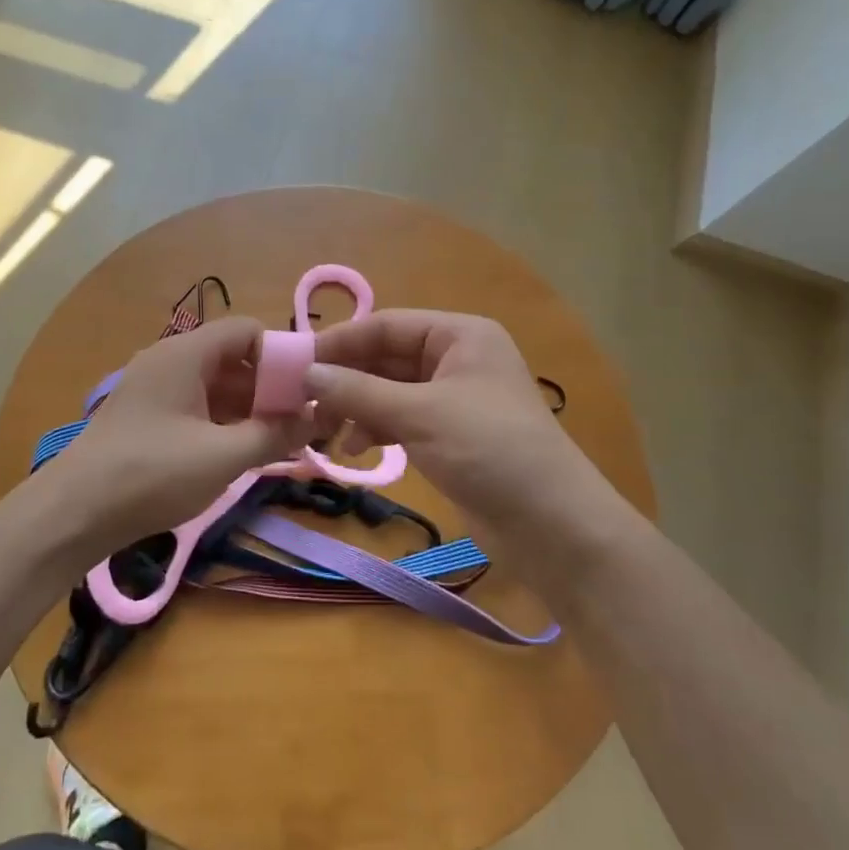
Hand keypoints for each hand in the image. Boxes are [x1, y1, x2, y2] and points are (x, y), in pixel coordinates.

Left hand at [32, 317, 313, 560]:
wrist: (73, 514)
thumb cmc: (152, 474)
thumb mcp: (223, 456)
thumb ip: (275, 434)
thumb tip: (319, 418)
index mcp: (186, 354)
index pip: (247, 330)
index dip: (282, 354)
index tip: (310, 389)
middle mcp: (169, 361)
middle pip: (233, 358)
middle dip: (270, 387)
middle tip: (304, 422)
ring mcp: (155, 390)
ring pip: (216, 386)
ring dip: (250, 409)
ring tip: (282, 442)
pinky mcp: (147, 418)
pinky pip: (197, 407)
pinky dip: (224, 423)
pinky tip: (244, 452)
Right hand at [305, 310, 633, 548]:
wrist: (552, 525)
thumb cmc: (489, 450)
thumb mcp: (419, 414)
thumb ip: (359, 392)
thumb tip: (306, 373)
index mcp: (459, 335)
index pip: (386, 325)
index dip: (340, 342)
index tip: (296, 364)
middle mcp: (456, 358)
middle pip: (386, 357)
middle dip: (346, 379)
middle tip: (302, 402)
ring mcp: (453, 398)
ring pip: (389, 391)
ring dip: (356, 407)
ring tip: (324, 432)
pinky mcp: (449, 435)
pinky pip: (401, 419)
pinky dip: (375, 429)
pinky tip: (354, 449)